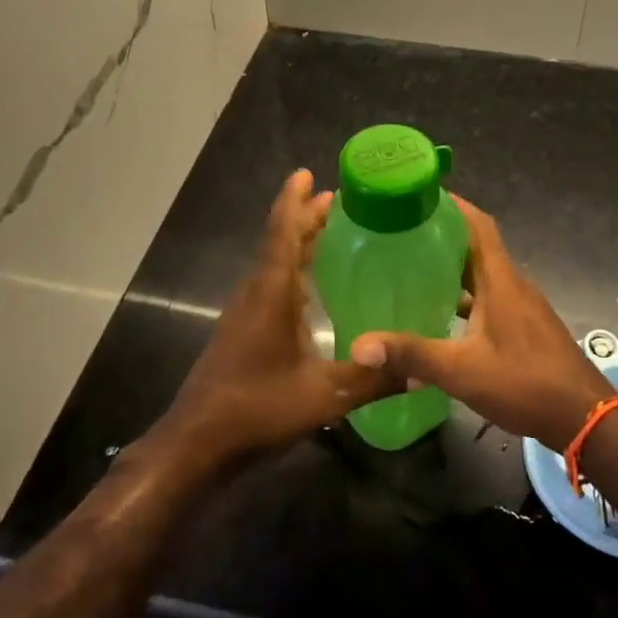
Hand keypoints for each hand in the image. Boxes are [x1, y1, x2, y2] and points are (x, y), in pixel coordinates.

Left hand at [154, 169, 396, 468]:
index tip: (307, 174)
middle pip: (279, 242)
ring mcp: (244, 313)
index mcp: (271, 294)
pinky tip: (311, 288)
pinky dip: (292, 269)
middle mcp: (255, 293)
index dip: (294, 201)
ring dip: (297, 243)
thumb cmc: (257, 409)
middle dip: (304, 217)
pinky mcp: (242, 331)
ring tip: (328, 232)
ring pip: (273, 264)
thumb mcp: (323, 397)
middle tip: (336, 200)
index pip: (283, 233)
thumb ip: (372, 380)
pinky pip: (270, 284)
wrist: (197, 443)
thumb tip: (420, 371)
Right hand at [352, 196, 614, 446]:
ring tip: (413, 268)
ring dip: (453, 267)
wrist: (583, 417)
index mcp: (500, 280)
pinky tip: (441, 314)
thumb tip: (360, 345)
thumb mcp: (461, 370)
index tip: (420, 195)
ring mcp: (521, 307)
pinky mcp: (524, 327)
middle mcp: (512, 285)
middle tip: (401, 233)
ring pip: (483, 274)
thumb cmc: (525, 383)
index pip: (478, 225)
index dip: (453, 205)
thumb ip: (412, 355)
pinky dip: (465, 296)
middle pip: (477, 246)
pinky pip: (489, 297)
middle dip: (443, 235)